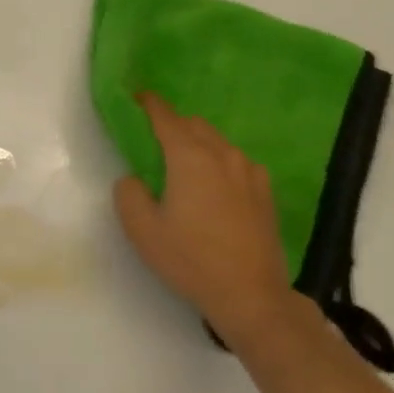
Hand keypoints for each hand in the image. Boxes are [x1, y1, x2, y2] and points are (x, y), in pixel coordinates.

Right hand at [113, 93, 301, 347]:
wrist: (252, 296)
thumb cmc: (191, 260)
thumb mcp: (142, 230)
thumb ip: (128, 193)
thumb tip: (134, 178)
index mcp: (189, 158)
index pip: (166, 117)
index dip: (148, 104)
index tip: (136, 97)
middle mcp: (222, 155)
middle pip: (194, 125)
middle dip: (173, 124)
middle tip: (154, 141)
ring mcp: (249, 172)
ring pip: (218, 142)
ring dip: (198, 143)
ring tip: (184, 165)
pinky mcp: (265, 192)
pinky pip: (237, 162)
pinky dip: (220, 161)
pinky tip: (215, 186)